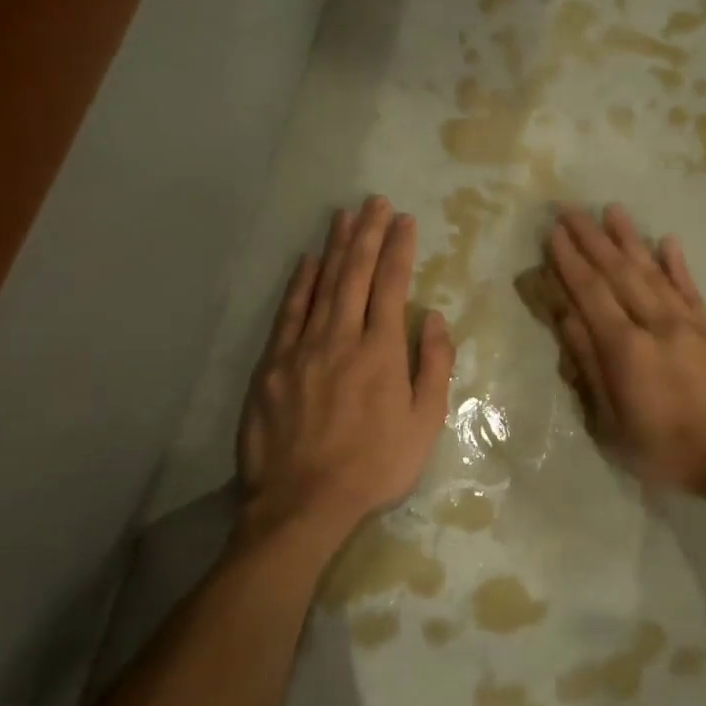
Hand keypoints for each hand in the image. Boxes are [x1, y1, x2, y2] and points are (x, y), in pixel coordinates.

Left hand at [238, 196, 453, 540]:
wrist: (302, 503)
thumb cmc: (374, 467)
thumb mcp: (424, 425)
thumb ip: (433, 367)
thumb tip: (432, 318)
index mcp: (381, 352)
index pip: (391, 287)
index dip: (398, 250)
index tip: (404, 221)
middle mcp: (341, 338)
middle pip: (355, 275)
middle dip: (367, 235)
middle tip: (375, 202)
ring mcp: (302, 349)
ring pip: (321, 286)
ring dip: (334, 248)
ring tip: (344, 216)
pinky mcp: (272, 365)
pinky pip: (288, 313)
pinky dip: (299, 284)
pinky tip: (307, 261)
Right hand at [544, 204, 705, 502]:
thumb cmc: (669, 450)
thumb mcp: (616, 423)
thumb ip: (592, 368)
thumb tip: (567, 319)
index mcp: (626, 349)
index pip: (591, 294)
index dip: (570, 262)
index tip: (554, 233)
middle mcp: (655, 324)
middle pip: (618, 273)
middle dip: (591, 240)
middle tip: (570, 209)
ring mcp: (688, 323)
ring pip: (652, 272)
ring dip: (629, 239)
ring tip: (612, 210)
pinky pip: (691, 288)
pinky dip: (677, 263)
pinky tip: (667, 240)